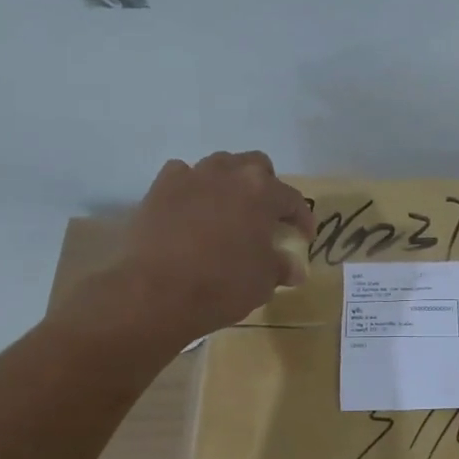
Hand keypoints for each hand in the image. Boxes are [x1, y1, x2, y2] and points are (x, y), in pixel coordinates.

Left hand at [104, 151, 312, 344]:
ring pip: (220, 166)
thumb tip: (292, 268)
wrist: (156, 293)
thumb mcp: (264, 282)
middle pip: (257, 166)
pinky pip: (183, 176)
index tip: (303, 238)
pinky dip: (192, 189)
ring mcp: (191, 176)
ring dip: (230, 184)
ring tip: (229, 211)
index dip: (302, 219)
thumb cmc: (222, 285)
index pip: (293, 199)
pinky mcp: (159, 188)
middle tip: (265, 217)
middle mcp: (229, 173)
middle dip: (267, 188)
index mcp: (262, 192)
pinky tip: (192, 210)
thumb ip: (281, 267)